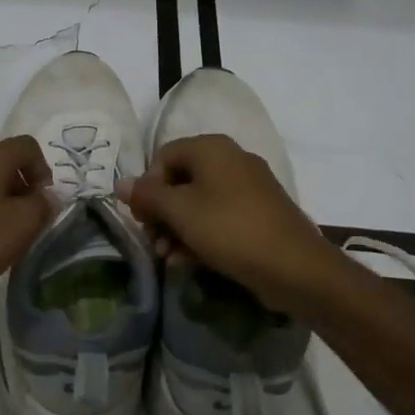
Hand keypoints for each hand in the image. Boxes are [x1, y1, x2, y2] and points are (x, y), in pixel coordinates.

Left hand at [0, 136, 55, 315]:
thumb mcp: (21, 227)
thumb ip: (43, 205)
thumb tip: (48, 195)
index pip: (28, 146)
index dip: (44, 171)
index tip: (43, 204)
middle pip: (5, 162)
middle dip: (22, 188)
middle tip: (27, 223)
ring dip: (1, 201)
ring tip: (3, 235)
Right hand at [117, 133, 344, 312]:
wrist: (295, 267)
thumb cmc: (229, 229)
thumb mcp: (180, 212)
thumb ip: (147, 195)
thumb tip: (119, 183)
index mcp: (212, 148)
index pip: (163, 156)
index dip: (146, 186)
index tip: (141, 218)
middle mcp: (231, 159)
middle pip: (180, 180)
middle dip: (161, 213)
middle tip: (153, 241)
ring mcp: (249, 186)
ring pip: (199, 202)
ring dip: (177, 229)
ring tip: (169, 258)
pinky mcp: (259, 213)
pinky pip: (220, 217)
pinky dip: (201, 235)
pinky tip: (190, 262)